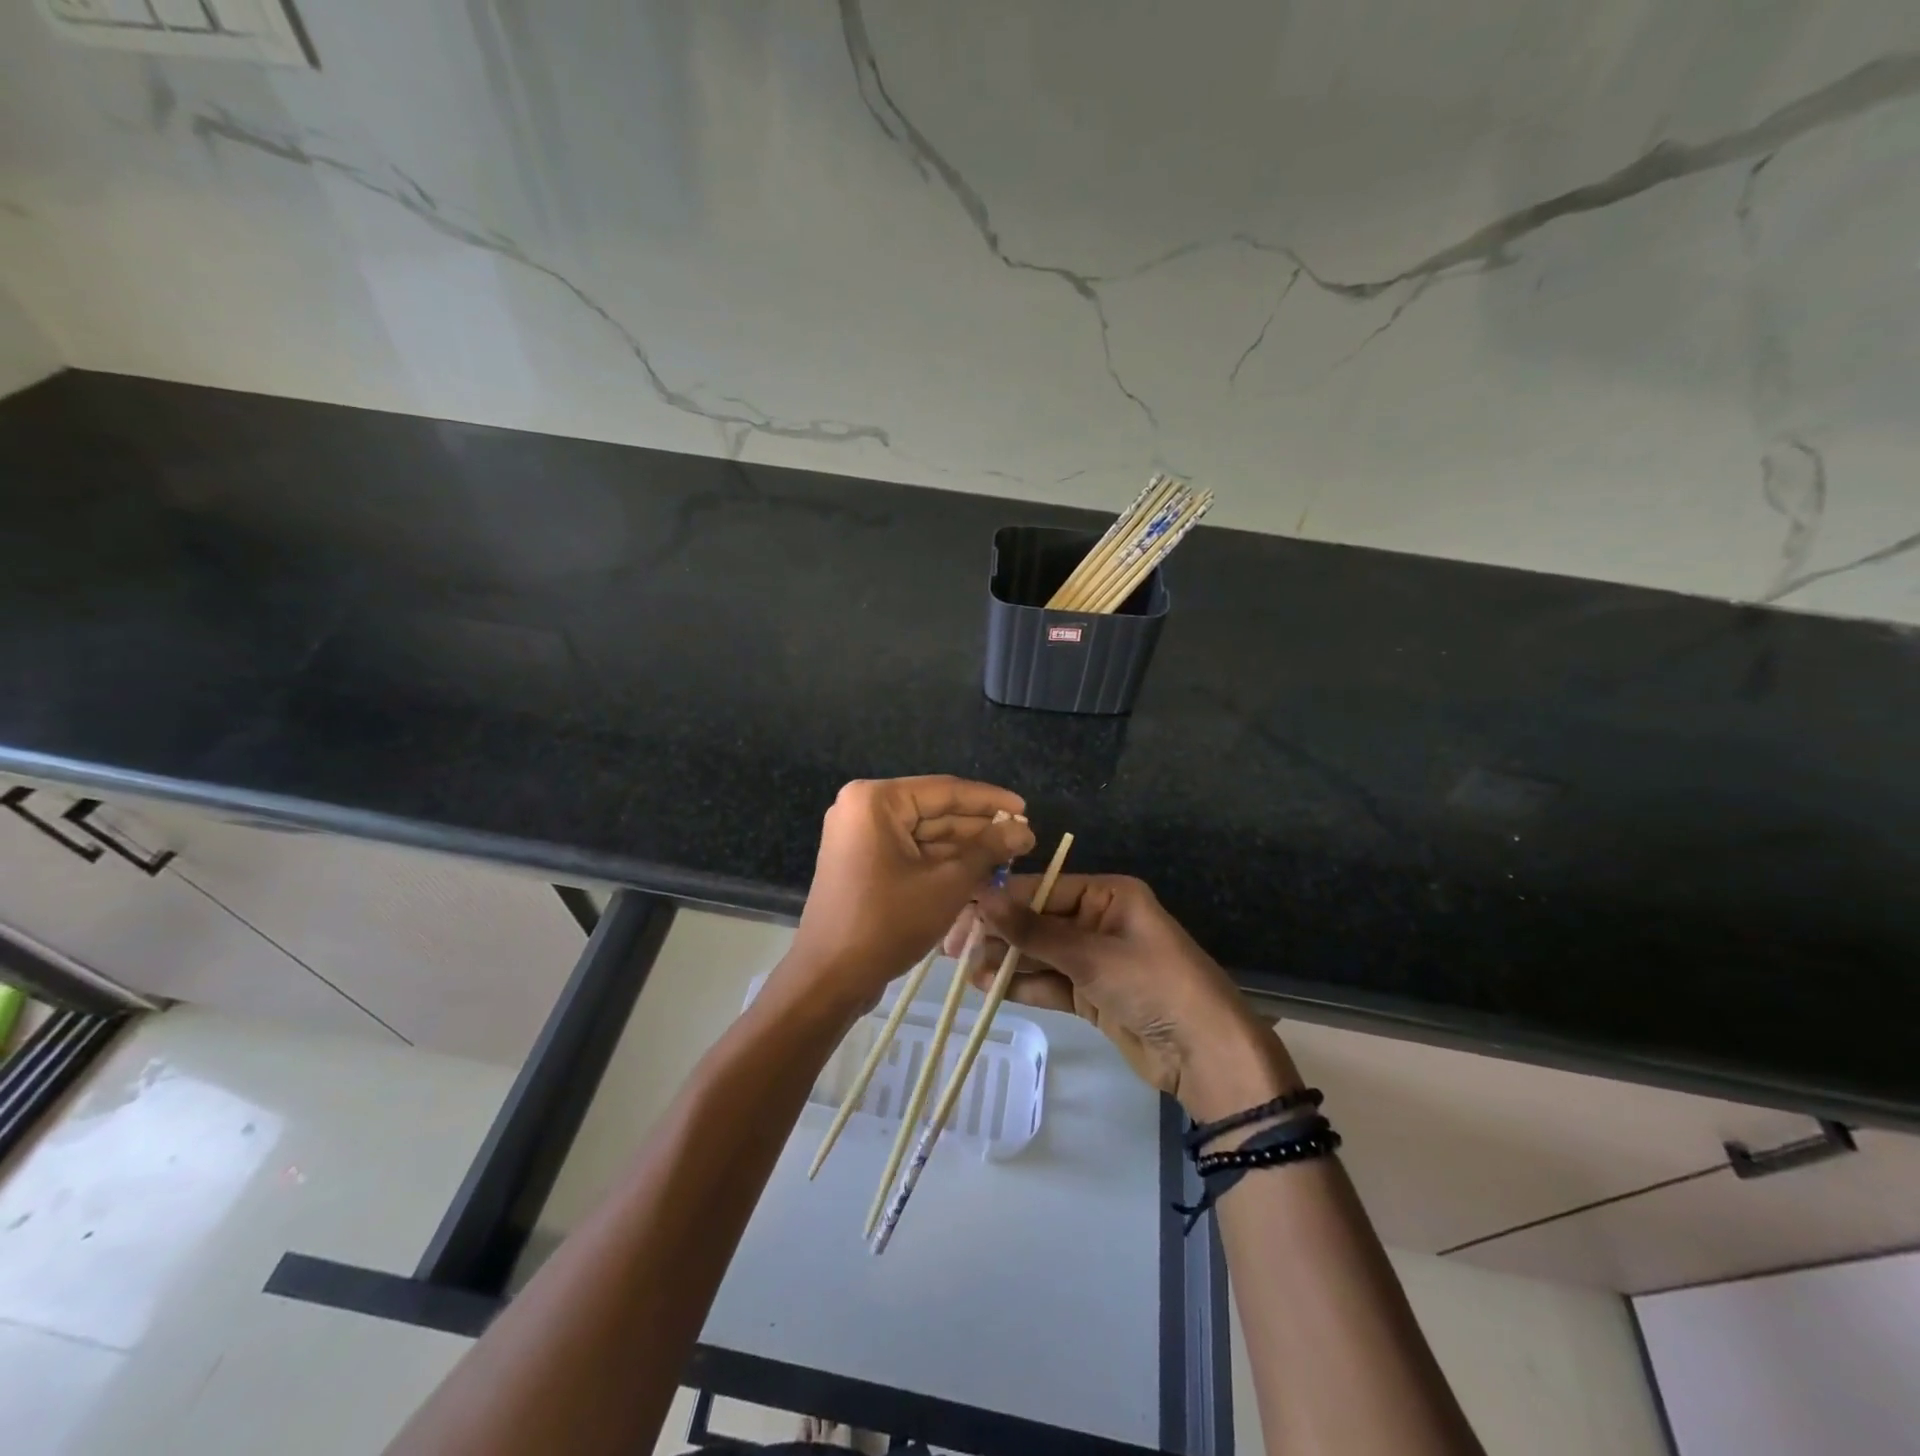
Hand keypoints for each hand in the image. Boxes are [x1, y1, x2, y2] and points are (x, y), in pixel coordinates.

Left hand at [784, 776, 1034, 1014]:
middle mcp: (863, 810)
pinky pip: (910, 855)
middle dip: (980, 829)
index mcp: (876, 801)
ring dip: (965, 850)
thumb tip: (1024, 829)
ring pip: (925, 837)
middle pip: (935, 812)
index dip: (991, 801)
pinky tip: (981, 875)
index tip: (1027, 809)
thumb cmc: (887, 922)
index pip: (945, 791)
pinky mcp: (863, 865)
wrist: (830, 978)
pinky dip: (942, 865)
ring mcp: (861, 838)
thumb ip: (988, 850)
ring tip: (1010, 859)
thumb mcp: (947, 883)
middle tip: (1024, 840)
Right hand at [946, 874, 1297, 1112]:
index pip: (1043, 888)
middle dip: (999, 933)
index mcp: (1108, 894)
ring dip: (1006, 960)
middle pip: (1038, 920)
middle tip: (955, 947)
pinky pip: (1050, 982)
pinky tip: (988, 986)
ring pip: (1040, 953)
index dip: (1001, 900)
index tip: (960, 911)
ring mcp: (1095, 959)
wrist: (1206, 1055)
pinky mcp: (1092, 993)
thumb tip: (982, 897)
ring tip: (965, 969)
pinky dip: (1022, 984)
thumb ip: (1034, 930)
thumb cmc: (1155, 985)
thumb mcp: (1092, 955)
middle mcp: (1099, 919)